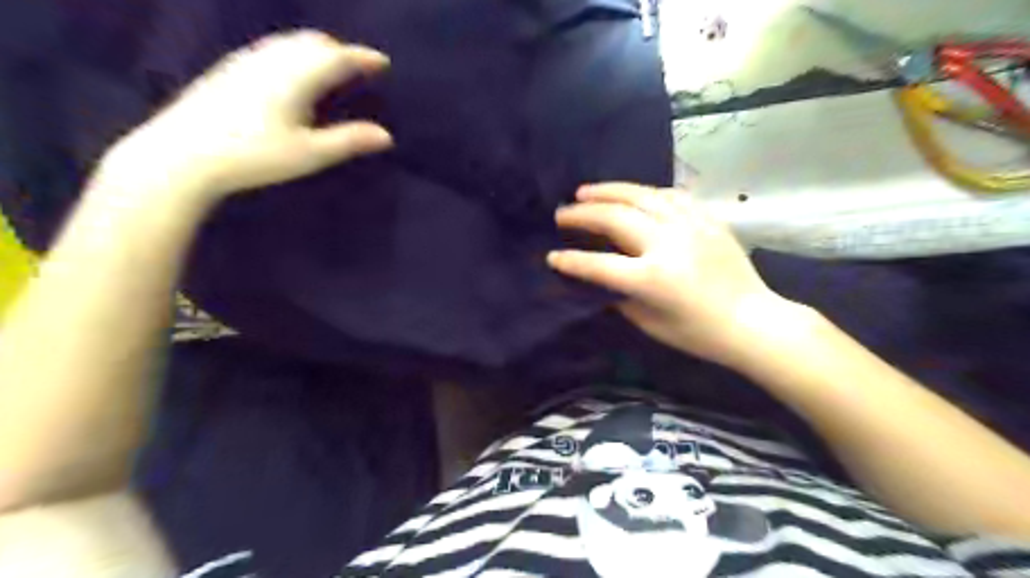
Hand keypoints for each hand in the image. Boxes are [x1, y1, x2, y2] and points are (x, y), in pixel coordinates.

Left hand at [101, 30, 394, 205]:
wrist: (183, 154)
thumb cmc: (254, 155)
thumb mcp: (309, 154)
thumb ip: (349, 141)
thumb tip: (386, 136)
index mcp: (295, 77)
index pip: (337, 57)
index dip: (363, 57)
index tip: (383, 62)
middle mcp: (271, 60)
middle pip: (313, 42)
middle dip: (341, 50)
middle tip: (359, 66)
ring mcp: (246, 62)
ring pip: (289, 42)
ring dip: (316, 49)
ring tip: (331, 67)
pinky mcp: (228, 70)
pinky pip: (271, 49)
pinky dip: (294, 53)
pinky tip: (291, 73)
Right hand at [551, 183, 798, 367]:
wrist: (754, 322)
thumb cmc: (700, 334)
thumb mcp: (651, 324)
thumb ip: (621, 298)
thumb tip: (600, 279)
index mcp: (652, 279)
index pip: (599, 264)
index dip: (571, 261)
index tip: (551, 255)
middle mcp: (667, 244)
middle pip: (615, 218)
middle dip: (582, 214)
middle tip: (562, 212)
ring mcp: (690, 227)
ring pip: (641, 196)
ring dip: (609, 191)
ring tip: (586, 191)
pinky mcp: (707, 220)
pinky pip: (671, 196)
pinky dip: (645, 192)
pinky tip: (632, 193)